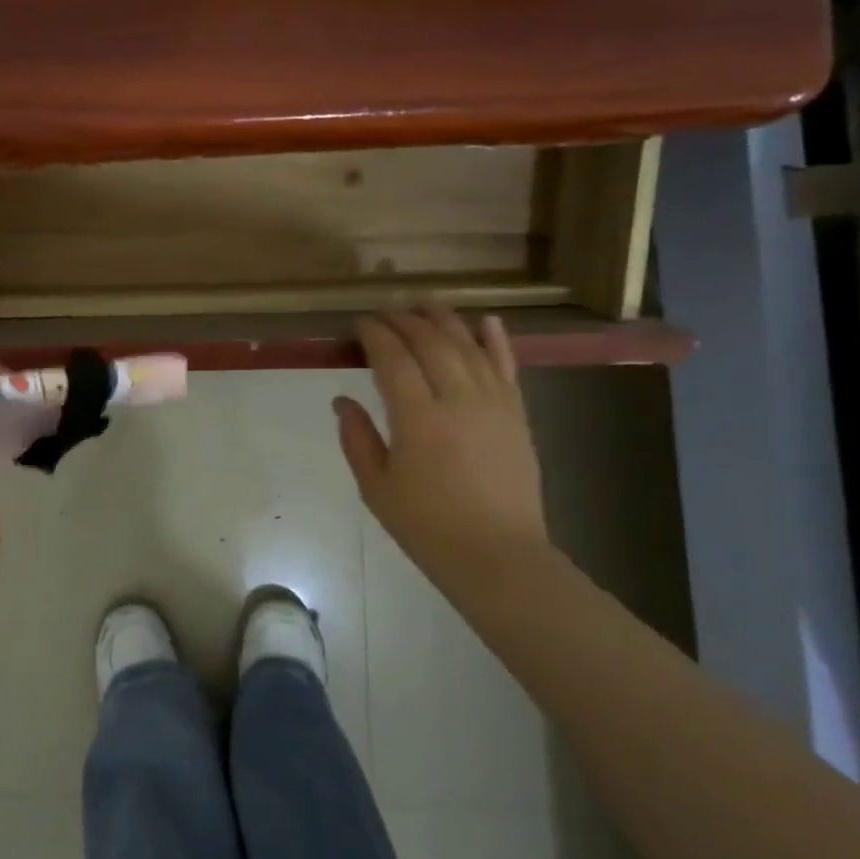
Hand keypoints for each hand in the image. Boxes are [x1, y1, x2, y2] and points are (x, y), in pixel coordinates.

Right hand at [334, 310, 549, 583]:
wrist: (497, 554)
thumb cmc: (427, 526)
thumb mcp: (376, 487)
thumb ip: (357, 438)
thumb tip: (342, 400)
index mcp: (418, 419)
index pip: (393, 359)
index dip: (375, 335)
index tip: (360, 323)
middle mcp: (458, 400)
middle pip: (431, 343)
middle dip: (405, 320)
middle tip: (385, 312)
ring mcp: (494, 403)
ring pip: (468, 346)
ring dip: (444, 320)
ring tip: (424, 304)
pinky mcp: (517, 413)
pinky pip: (507, 365)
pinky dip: (495, 339)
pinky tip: (485, 320)